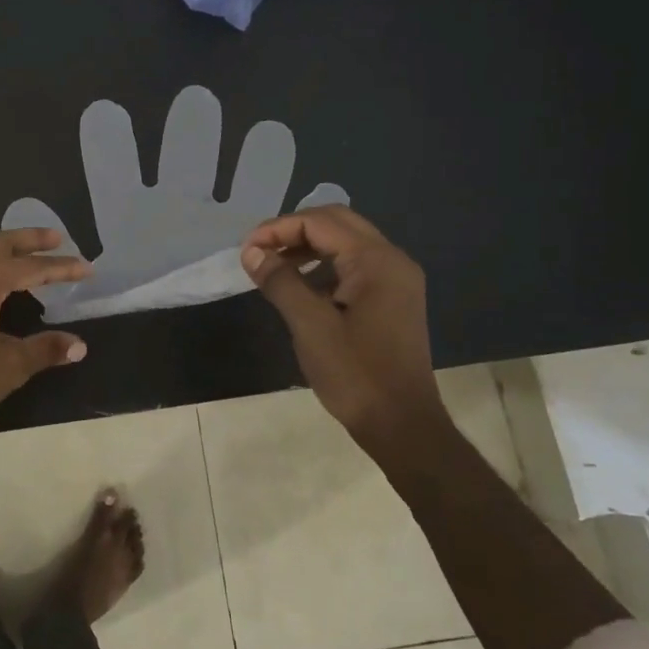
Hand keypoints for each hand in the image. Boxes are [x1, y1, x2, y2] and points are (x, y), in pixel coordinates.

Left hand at [0, 228, 91, 442]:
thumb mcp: (10, 365)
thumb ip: (45, 348)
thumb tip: (80, 346)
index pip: (28, 267)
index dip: (60, 268)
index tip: (87, 268)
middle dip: (29, 240)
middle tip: (58, 239)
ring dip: (7, 252)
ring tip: (34, 257)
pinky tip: (3, 283)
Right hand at [240, 206, 444, 441]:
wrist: (401, 425)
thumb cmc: (355, 374)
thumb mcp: (310, 326)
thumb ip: (280, 281)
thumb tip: (252, 252)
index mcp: (376, 261)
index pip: (320, 222)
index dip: (278, 229)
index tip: (246, 250)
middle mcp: (392, 260)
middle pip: (336, 223)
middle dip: (293, 231)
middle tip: (259, 251)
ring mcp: (395, 280)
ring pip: (345, 243)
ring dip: (307, 247)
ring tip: (272, 267)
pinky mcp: (392, 299)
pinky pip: (354, 266)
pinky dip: (323, 266)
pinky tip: (299, 286)